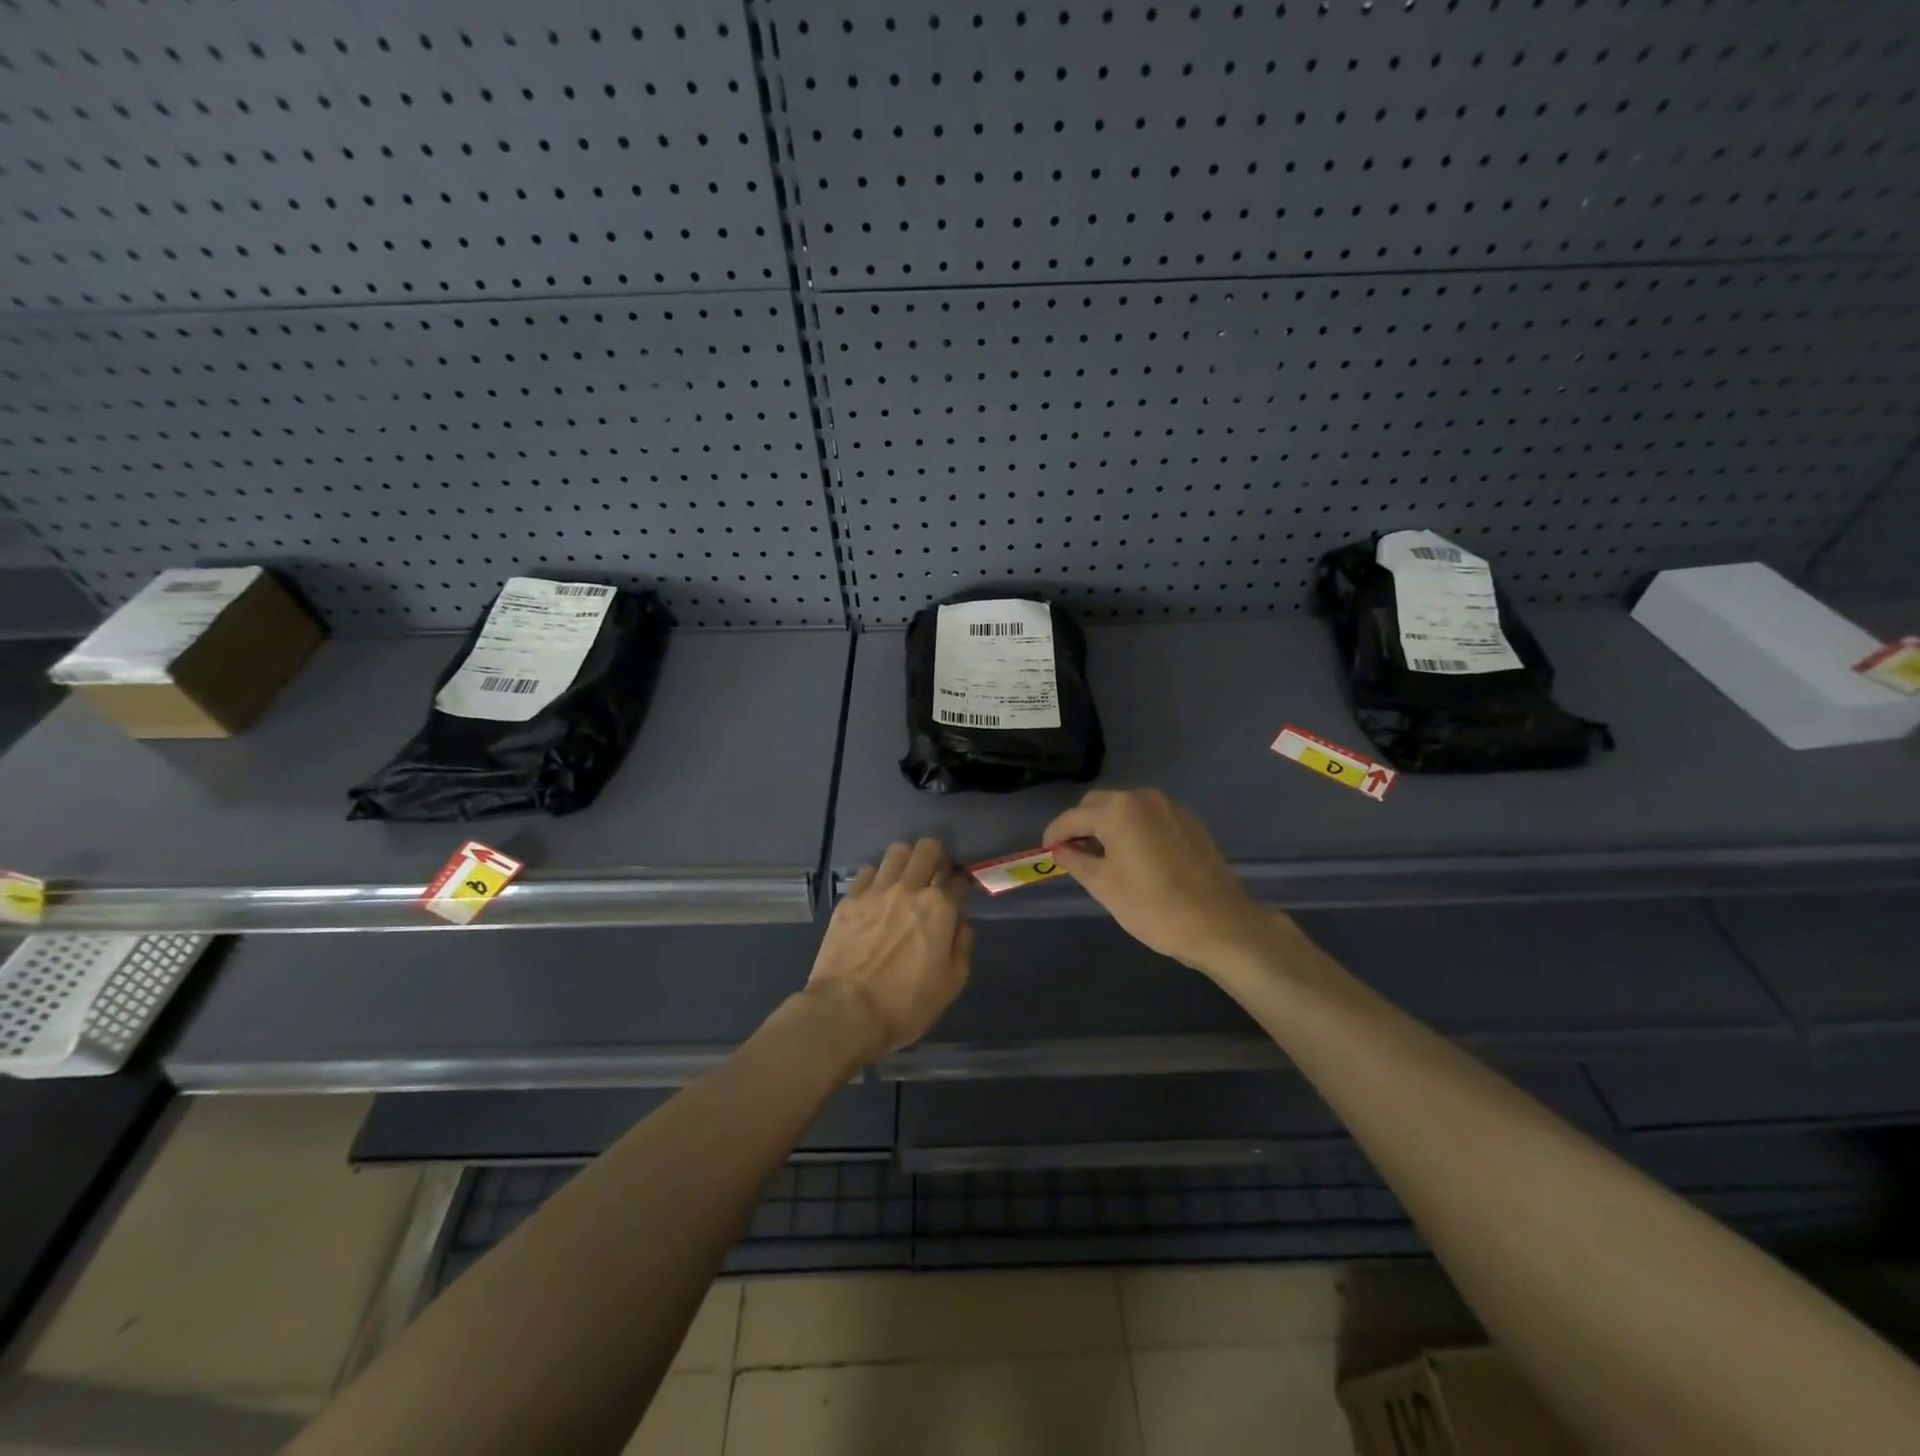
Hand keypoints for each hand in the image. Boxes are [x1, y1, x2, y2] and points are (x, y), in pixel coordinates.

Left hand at [805, 838, 972, 1060]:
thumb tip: (959, 922)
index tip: (960, 892)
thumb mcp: (951, 983)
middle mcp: (909, 889)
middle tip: (934, 875)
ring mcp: (876, 891)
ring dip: (907, 860)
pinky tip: (877, 894)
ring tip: (905, 878)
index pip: (958, 880)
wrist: (846, 1012)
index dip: (962, 884)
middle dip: (936, 857)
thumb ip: (962, 944)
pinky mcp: (849, 900)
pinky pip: (867, 872)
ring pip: (897, 852)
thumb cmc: (905, 1004)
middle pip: (927, 849)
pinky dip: (877, 878)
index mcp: (939, 908)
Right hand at [1044, 788, 1272, 971]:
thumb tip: (1061, 850)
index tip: (1047, 853)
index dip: (1055, 834)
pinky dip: (1135, 831)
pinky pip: (1150, 819)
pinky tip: (1136, 859)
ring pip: (1127, 810)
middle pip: (1099, 805)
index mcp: (1118, 810)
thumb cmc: (1152, 906)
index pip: (1073, 817)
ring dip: (1109, 828)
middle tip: (1074, 856)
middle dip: (1082, 827)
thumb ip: (1075, 861)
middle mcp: (1143, 798)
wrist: (1219, 924)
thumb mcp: (1103, 886)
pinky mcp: (1190, 823)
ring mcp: (1171, 808)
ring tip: (1104, 859)